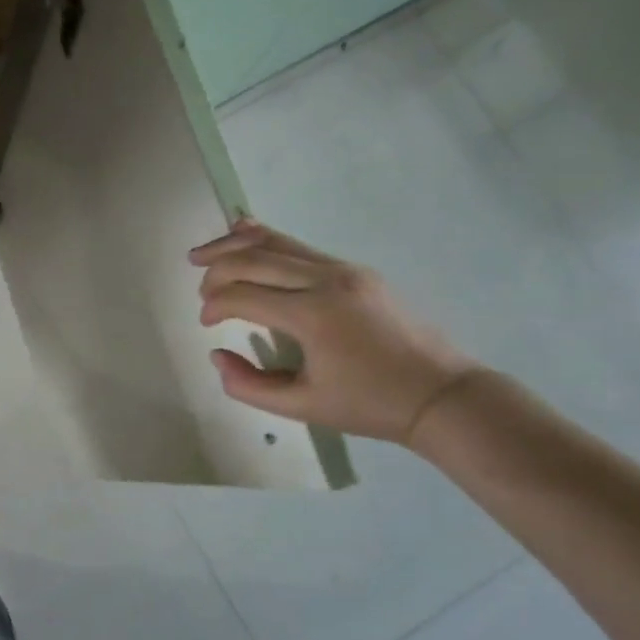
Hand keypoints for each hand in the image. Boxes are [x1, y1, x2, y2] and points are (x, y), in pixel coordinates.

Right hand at [190, 219, 480, 444]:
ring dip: (234, 245)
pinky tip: (242, 232)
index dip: (213, 306)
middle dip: (216, 271)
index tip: (205, 326)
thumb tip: (217, 355)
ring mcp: (344, 270)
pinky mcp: (354, 270)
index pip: (243, 296)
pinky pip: (299, 247)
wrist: (441, 394)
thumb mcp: (302, 407)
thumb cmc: (370, 405)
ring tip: (202, 254)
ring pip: (276, 243)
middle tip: (198, 291)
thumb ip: (248, 385)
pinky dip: (265, 240)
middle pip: (254, 259)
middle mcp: (327, 281)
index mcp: (313, 316)